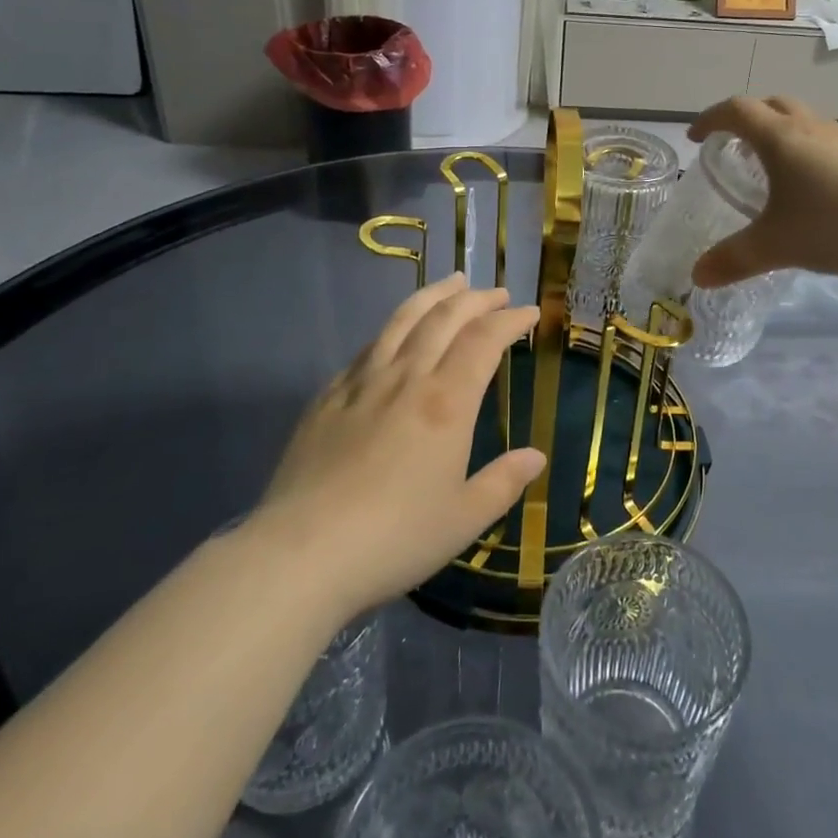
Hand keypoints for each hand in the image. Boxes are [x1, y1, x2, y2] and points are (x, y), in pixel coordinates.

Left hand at [252, 274, 545, 619]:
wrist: (302, 554)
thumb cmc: (395, 538)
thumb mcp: (464, 519)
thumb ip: (503, 482)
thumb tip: (536, 456)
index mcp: (446, 403)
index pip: (484, 341)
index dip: (510, 320)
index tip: (529, 313)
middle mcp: (406, 378)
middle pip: (445, 318)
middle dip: (475, 299)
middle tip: (496, 293)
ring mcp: (362, 383)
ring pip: (402, 321)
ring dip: (433, 296)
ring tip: (451, 282)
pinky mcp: (327, 397)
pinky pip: (367, 349)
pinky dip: (391, 330)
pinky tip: (394, 334)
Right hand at [687, 95, 837, 287]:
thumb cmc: (832, 224)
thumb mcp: (774, 245)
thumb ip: (733, 259)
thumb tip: (697, 275)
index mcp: (779, 138)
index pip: (736, 111)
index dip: (710, 119)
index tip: (696, 138)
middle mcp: (809, 128)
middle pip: (771, 105)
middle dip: (746, 119)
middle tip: (733, 146)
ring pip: (802, 120)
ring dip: (778, 132)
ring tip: (769, 165)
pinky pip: (824, 139)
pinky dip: (805, 149)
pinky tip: (809, 185)